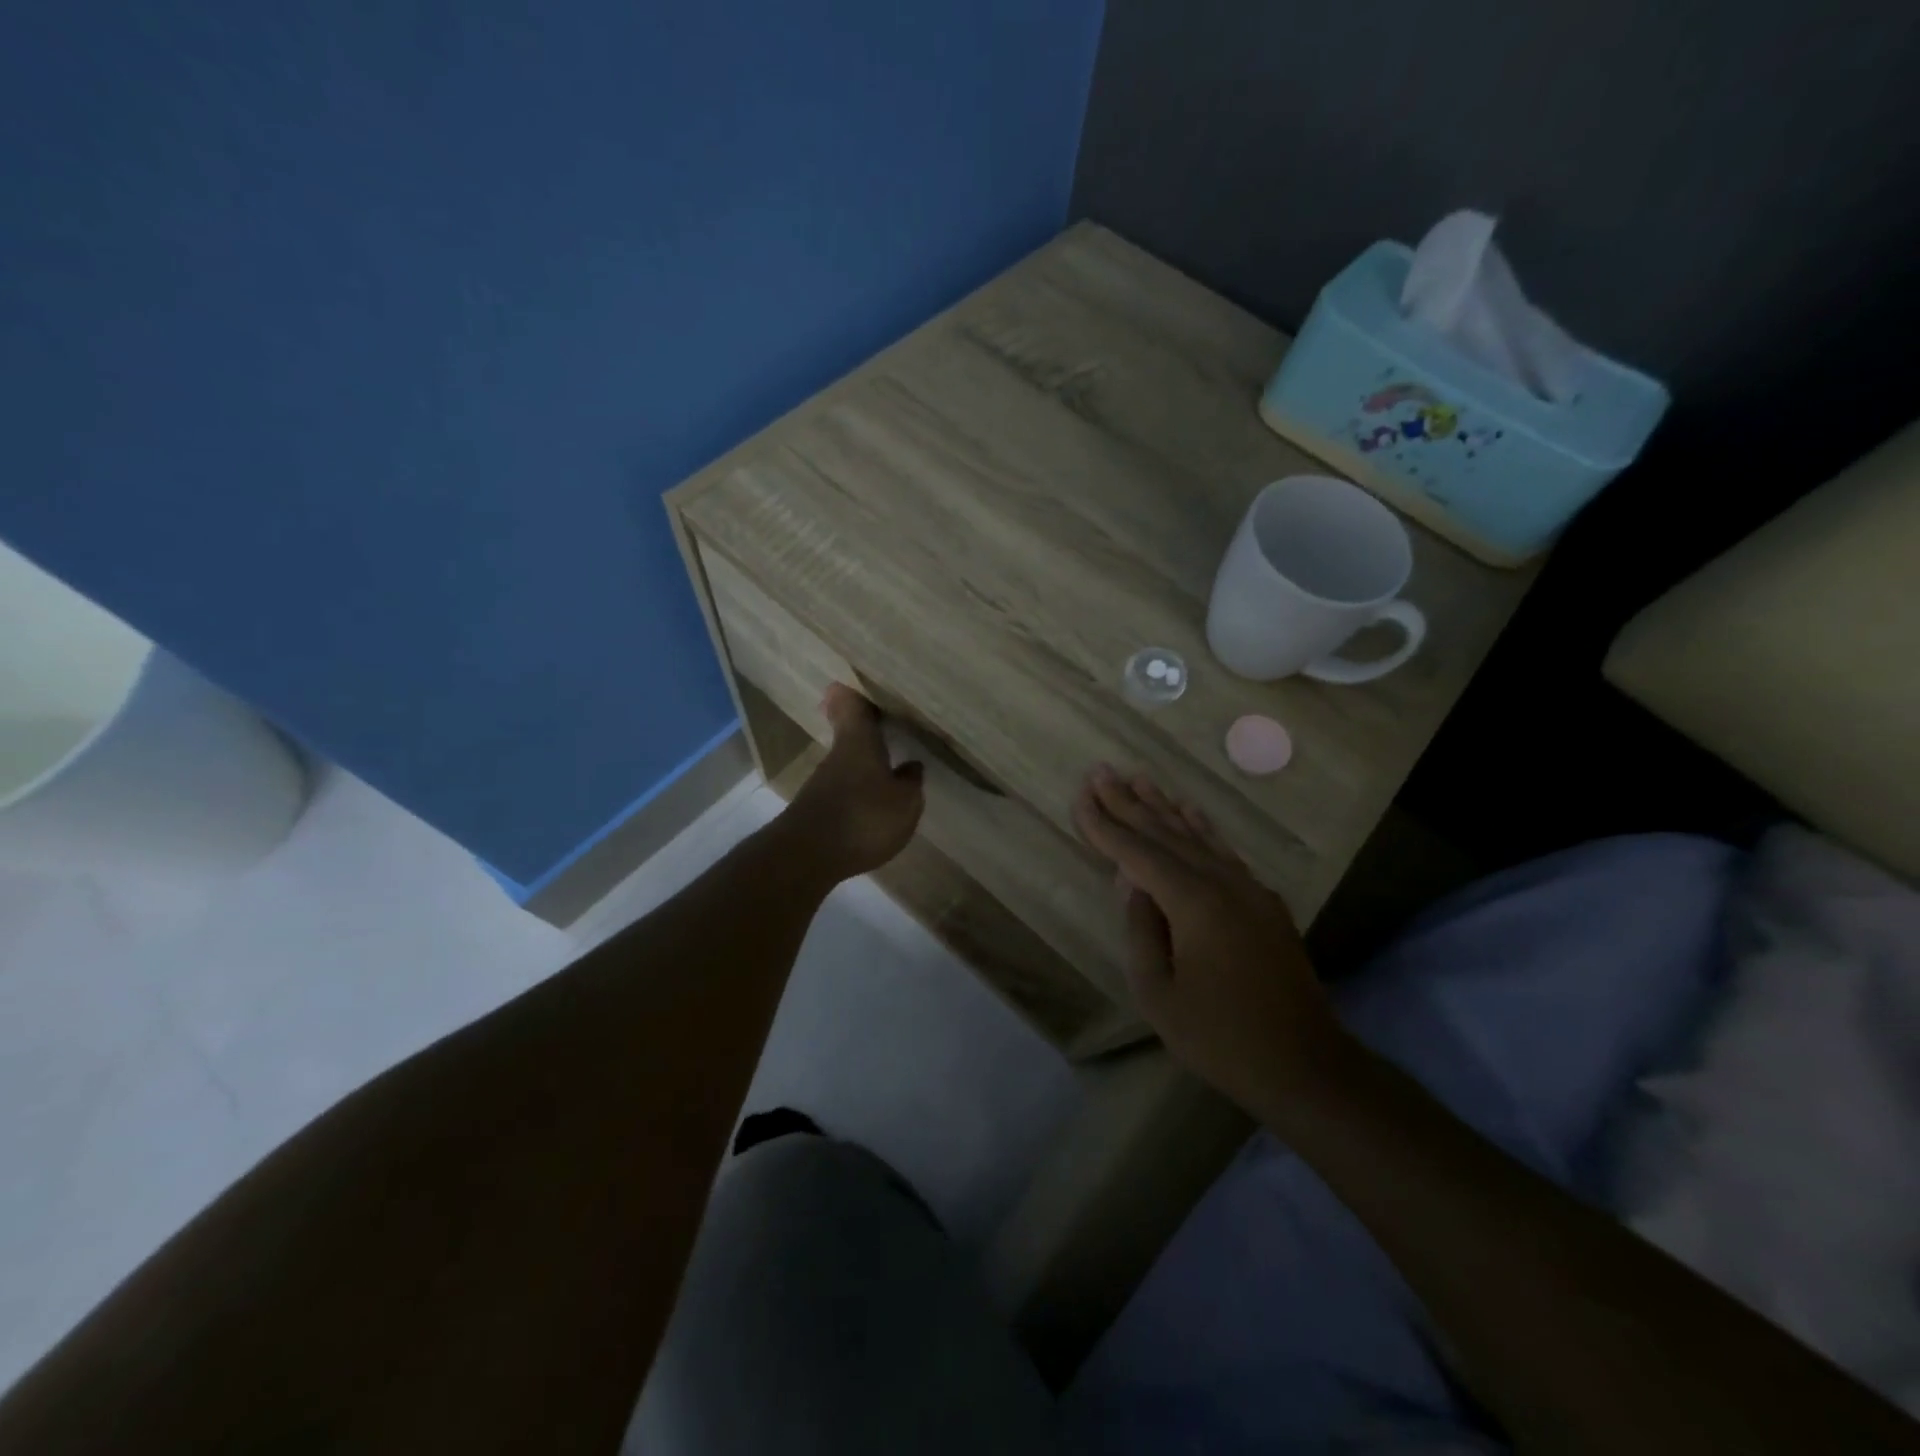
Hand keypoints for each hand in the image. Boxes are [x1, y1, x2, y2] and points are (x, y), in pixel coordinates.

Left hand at [782, 685, 925, 880]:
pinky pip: (843, 788)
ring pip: (847, 760)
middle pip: (849, 732)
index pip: (851, 704)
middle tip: (888, 721)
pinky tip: (874, 801)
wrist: (806, 858)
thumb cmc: (863, 818)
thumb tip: (911, 766)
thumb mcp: (904, 802)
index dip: (855, 692)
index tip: (861, 683)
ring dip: (865, 761)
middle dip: (866, 727)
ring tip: (891, 764)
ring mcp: (823, 783)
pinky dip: (858, 788)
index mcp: (859, 741)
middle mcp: (838, 755)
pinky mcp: (817, 809)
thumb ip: (910, 782)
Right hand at [1072, 764, 1350, 1115]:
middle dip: (1129, 802)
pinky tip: (1188, 812)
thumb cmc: (1221, 1037)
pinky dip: (1200, 828)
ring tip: (1137, 778)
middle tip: (1101, 771)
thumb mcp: (1159, 994)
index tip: (1079, 796)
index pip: (1137, 853)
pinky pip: (1223, 851)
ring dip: (1163, 806)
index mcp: (1193, 903)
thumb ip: (1140, 930)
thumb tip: (1130, 882)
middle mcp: (1222, 882)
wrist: (1306, 1065)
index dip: (1104, 825)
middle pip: (1166, 833)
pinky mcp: (1264, 901)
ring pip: (1196, 836)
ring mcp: (1248, 889)